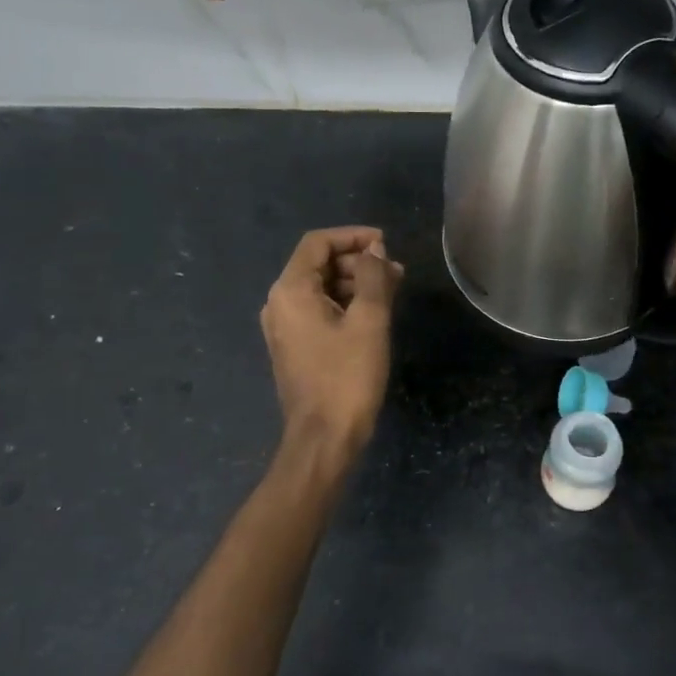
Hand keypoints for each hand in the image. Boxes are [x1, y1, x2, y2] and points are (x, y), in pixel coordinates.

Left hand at [260, 226, 403, 452]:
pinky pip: (319, 310)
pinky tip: (374, 312)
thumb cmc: (347, 377)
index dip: (353, 236)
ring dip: (355, 283)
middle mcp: (279, 303)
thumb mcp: (369, 321)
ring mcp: (284, 327)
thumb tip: (375, 251)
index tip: (386, 243)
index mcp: (290, 291)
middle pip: (318, 264)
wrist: (324, 439)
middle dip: (358, 262)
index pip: (318, 243)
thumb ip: (373, 277)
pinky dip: (345, 304)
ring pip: (320, 288)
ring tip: (392, 290)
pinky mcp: (294, 346)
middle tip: (396, 272)